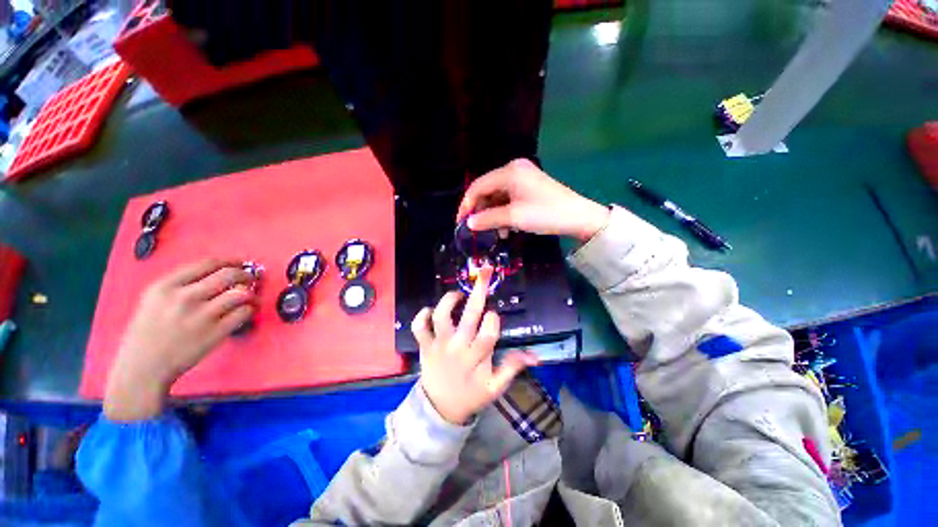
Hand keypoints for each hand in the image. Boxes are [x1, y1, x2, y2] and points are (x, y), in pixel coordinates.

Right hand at [104, 259, 255, 420]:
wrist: (142, 368)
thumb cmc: (147, 334)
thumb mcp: (153, 300)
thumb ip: (181, 284)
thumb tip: (217, 273)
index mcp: (165, 286)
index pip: (208, 263)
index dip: (230, 261)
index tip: (239, 263)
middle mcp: (184, 298)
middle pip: (229, 275)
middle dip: (246, 274)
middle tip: (250, 279)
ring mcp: (200, 316)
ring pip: (241, 293)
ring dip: (250, 294)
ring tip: (248, 298)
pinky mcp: (215, 333)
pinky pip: (244, 313)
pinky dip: (249, 310)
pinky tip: (244, 313)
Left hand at [411, 266, 538, 424]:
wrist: (440, 409)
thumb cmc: (470, 395)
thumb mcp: (495, 387)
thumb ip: (513, 368)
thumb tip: (536, 357)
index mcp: (477, 357)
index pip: (489, 332)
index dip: (493, 319)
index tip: (493, 316)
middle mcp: (458, 347)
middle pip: (470, 315)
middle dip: (480, 290)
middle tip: (485, 271)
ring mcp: (439, 345)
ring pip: (441, 316)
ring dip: (449, 301)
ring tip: (457, 295)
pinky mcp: (425, 346)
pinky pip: (418, 327)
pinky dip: (421, 316)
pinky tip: (430, 310)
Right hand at [457, 158, 609, 241]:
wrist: (579, 217)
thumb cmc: (545, 214)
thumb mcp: (513, 218)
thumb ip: (488, 219)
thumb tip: (468, 223)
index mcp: (509, 172)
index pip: (478, 186)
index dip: (467, 204)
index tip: (460, 222)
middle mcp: (514, 170)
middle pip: (487, 191)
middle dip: (481, 211)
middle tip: (477, 229)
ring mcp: (523, 178)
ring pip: (498, 197)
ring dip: (494, 215)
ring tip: (497, 233)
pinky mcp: (529, 188)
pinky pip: (509, 200)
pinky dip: (505, 213)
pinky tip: (507, 228)